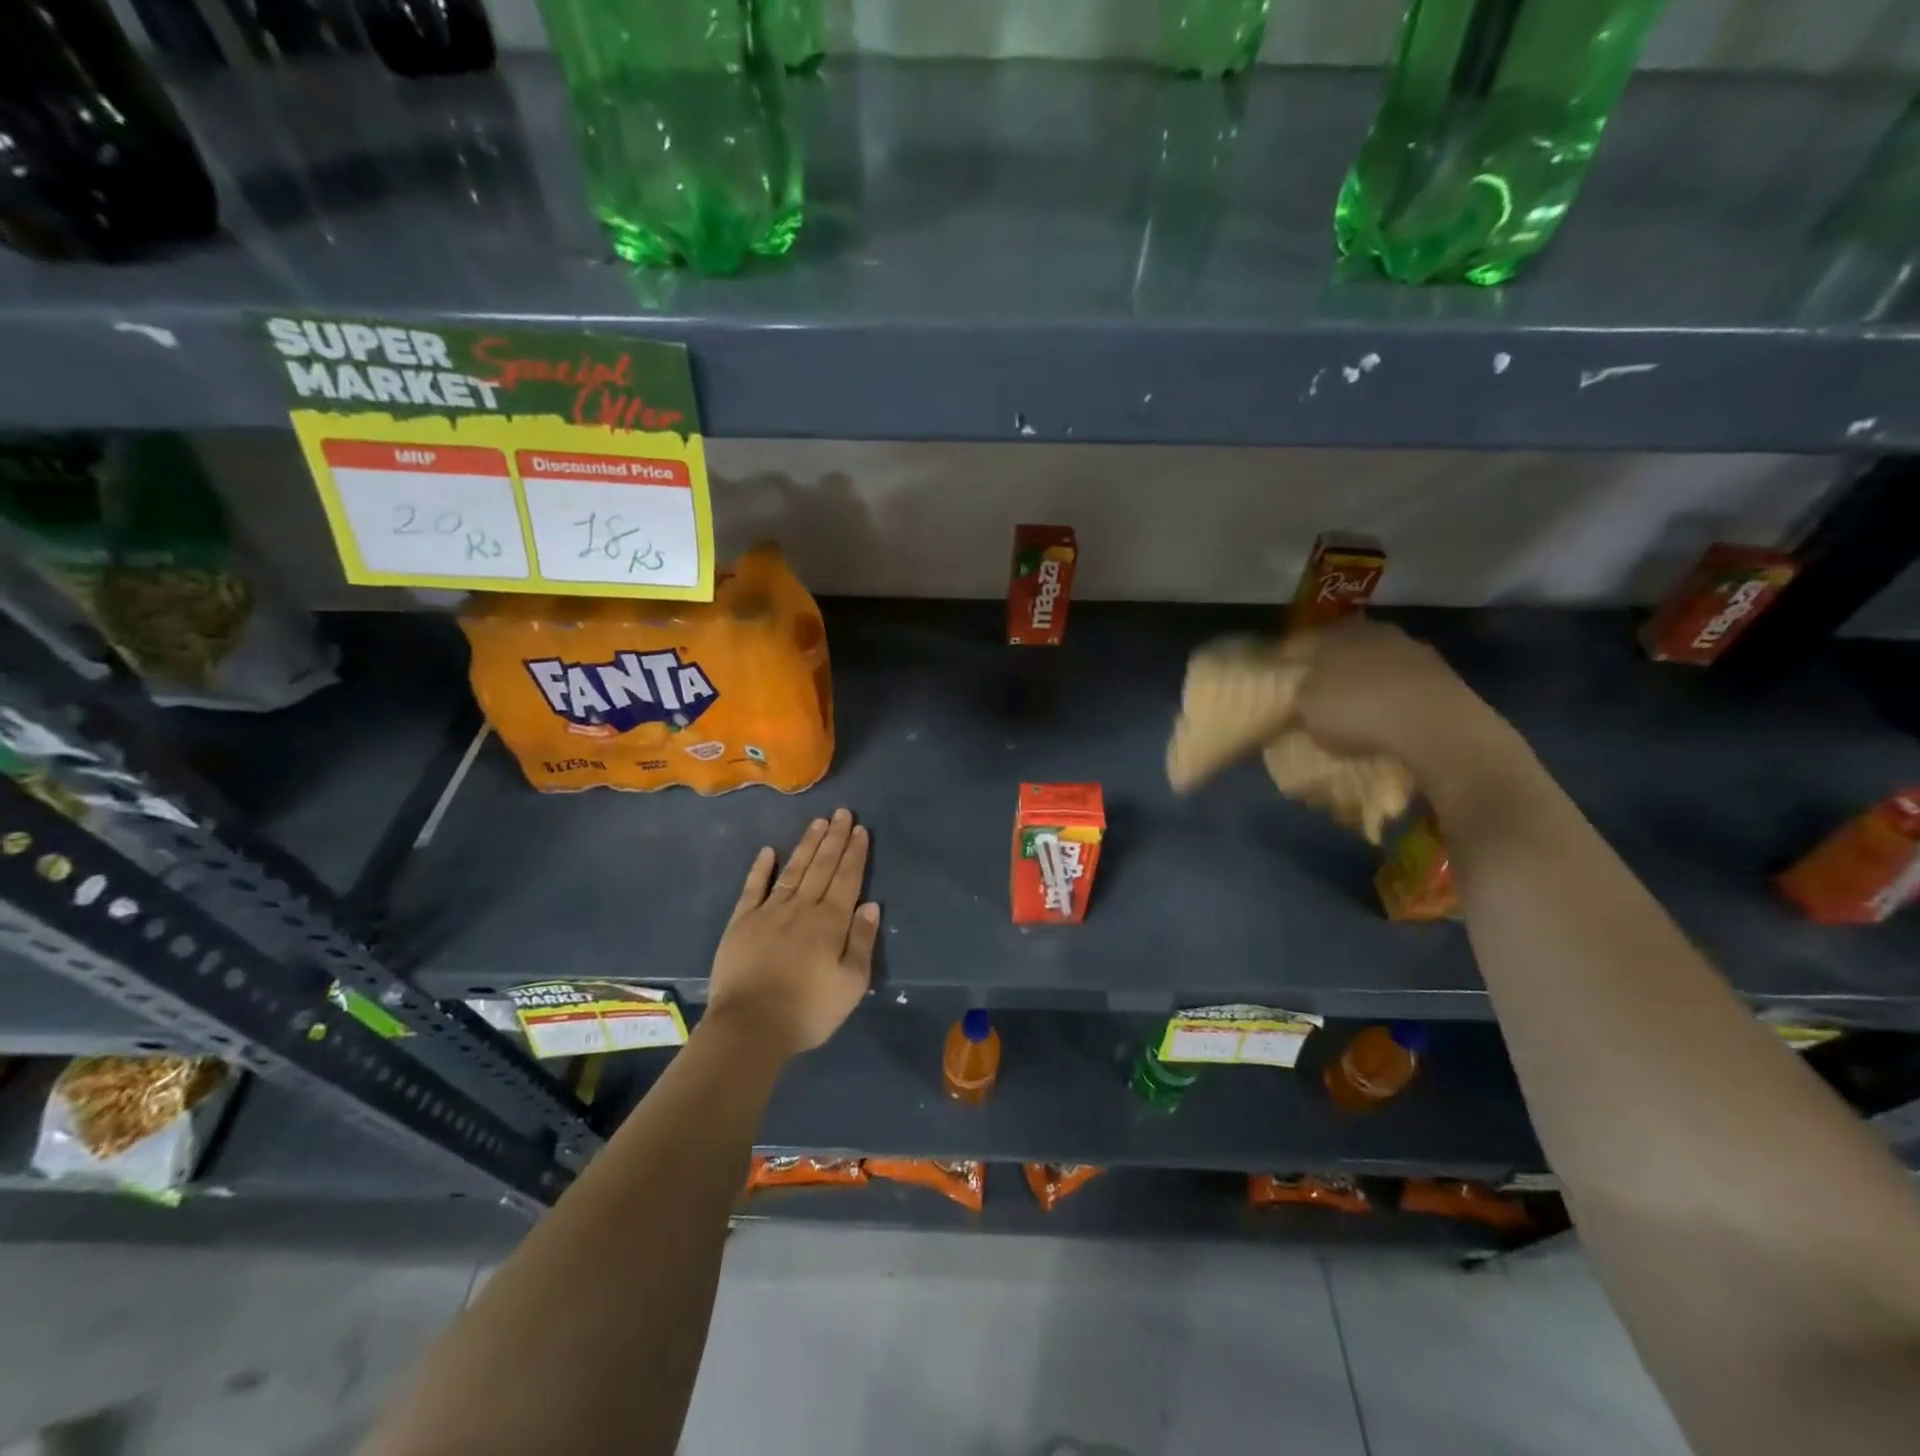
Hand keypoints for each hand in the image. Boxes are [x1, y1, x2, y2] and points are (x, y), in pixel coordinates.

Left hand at [705, 808, 878, 1060]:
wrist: (750, 1026)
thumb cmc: (808, 1010)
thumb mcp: (851, 983)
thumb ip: (862, 941)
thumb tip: (871, 905)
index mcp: (831, 922)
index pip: (847, 879)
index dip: (855, 853)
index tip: (860, 829)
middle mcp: (802, 908)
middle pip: (822, 866)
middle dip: (834, 839)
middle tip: (842, 812)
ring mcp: (769, 912)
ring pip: (793, 870)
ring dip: (806, 845)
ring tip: (817, 822)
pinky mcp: (742, 922)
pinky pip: (753, 888)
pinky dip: (761, 868)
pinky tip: (768, 851)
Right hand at [1283, 619, 1513, 785]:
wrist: (1435, 726)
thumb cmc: (1356, 710)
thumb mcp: (1305, 710)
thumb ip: (1294, 697)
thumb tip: (1293, 696)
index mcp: (1331, 632)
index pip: (1295, 643)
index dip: (1282, 666)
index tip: (1275, 687)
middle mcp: (1370, 630)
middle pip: (1336, 650)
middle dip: (1323, 671)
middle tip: (1310, 698)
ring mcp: (1408, 648)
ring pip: (1370, 663)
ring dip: (1359, 682)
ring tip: (1349, 711)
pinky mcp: (1437, 672)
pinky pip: (1399, 683)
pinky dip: (1388, 696)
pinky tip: (1383, 718)